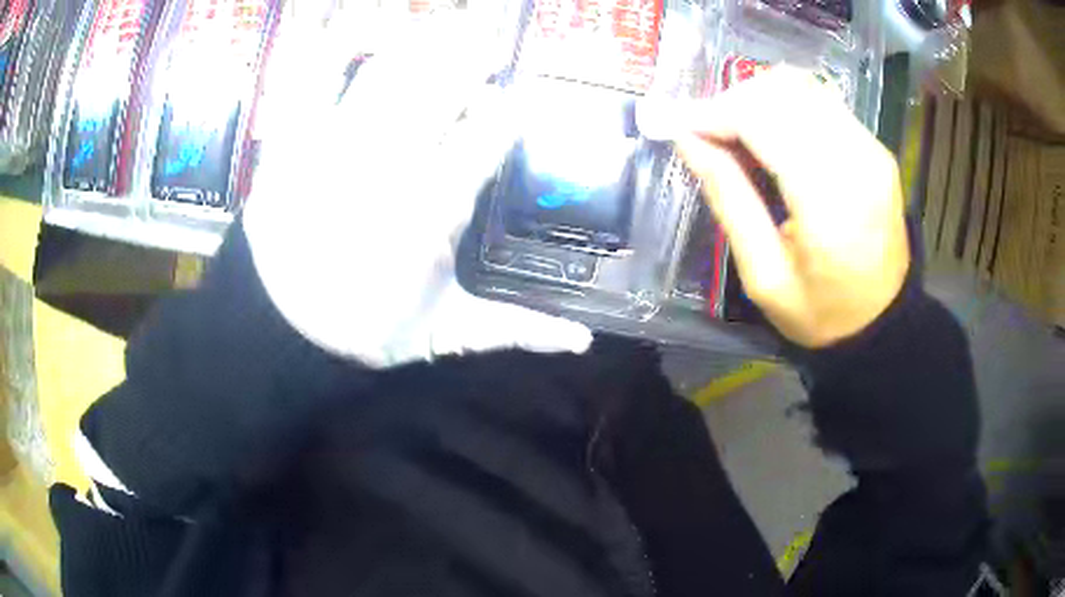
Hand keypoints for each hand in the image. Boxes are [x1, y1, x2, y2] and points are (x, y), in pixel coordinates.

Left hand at [244, 14, 591, 366]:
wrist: (280, 333)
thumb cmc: (364, 330)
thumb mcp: (444, 335)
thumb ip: (516, 329)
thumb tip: (584, 343)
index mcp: (430, 215)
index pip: (488, 138)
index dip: (513, 107)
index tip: (527, 91)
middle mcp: (384, 169)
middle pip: (440, 86)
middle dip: (474, 51)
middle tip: (493, 34)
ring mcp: (329, 149)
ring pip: (385, 71)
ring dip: (423, 37)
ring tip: (447, 20)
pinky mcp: (287, 142)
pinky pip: (310, 77)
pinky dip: (335, 40)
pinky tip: (360, 17)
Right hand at [656, 67, 910, 347]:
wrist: (882, 322)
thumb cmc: (821, 313)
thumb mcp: (763, 275)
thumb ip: (728, 199)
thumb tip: (686, 140)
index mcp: (829, 203)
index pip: (764, 120)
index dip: (715, 112)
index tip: (679, 125)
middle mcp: (857, 161)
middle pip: (782, 92)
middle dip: (732, 101)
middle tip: (706, 133)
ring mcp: (872, 150)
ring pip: (802, 86)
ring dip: (758, 98)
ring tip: (736, 132)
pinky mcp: (876, 148)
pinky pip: (823, 101)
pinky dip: (786, 105)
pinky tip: (771, 134)